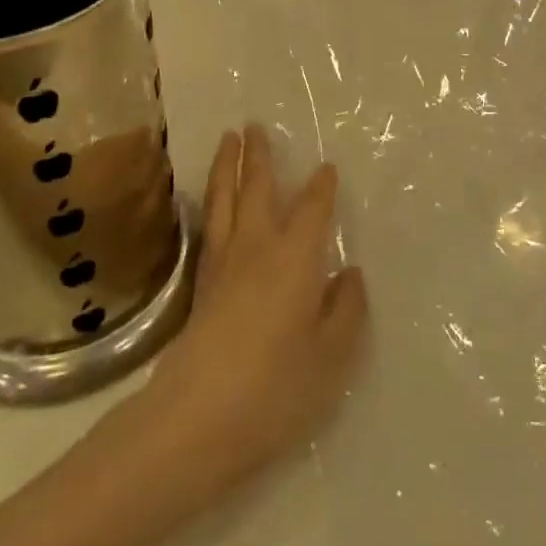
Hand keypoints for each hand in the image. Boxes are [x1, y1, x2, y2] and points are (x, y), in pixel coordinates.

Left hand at [126, 126, 366, 499]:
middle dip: (258, 157)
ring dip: (227, 167)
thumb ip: (345, 311)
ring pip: (225, 200)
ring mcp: (223, 265)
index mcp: (295, 258)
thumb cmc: (276, 388)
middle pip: (257, 190)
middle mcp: (257, 248)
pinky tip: (211, 204)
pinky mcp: (200, 286)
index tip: (325, 167)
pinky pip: (209, 226)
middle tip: (254, 125)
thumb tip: (349, 273)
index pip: (312, 210)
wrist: (197, 419)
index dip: (320, 187)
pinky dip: (211, 203)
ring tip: (227, 139)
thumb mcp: (330, 357)